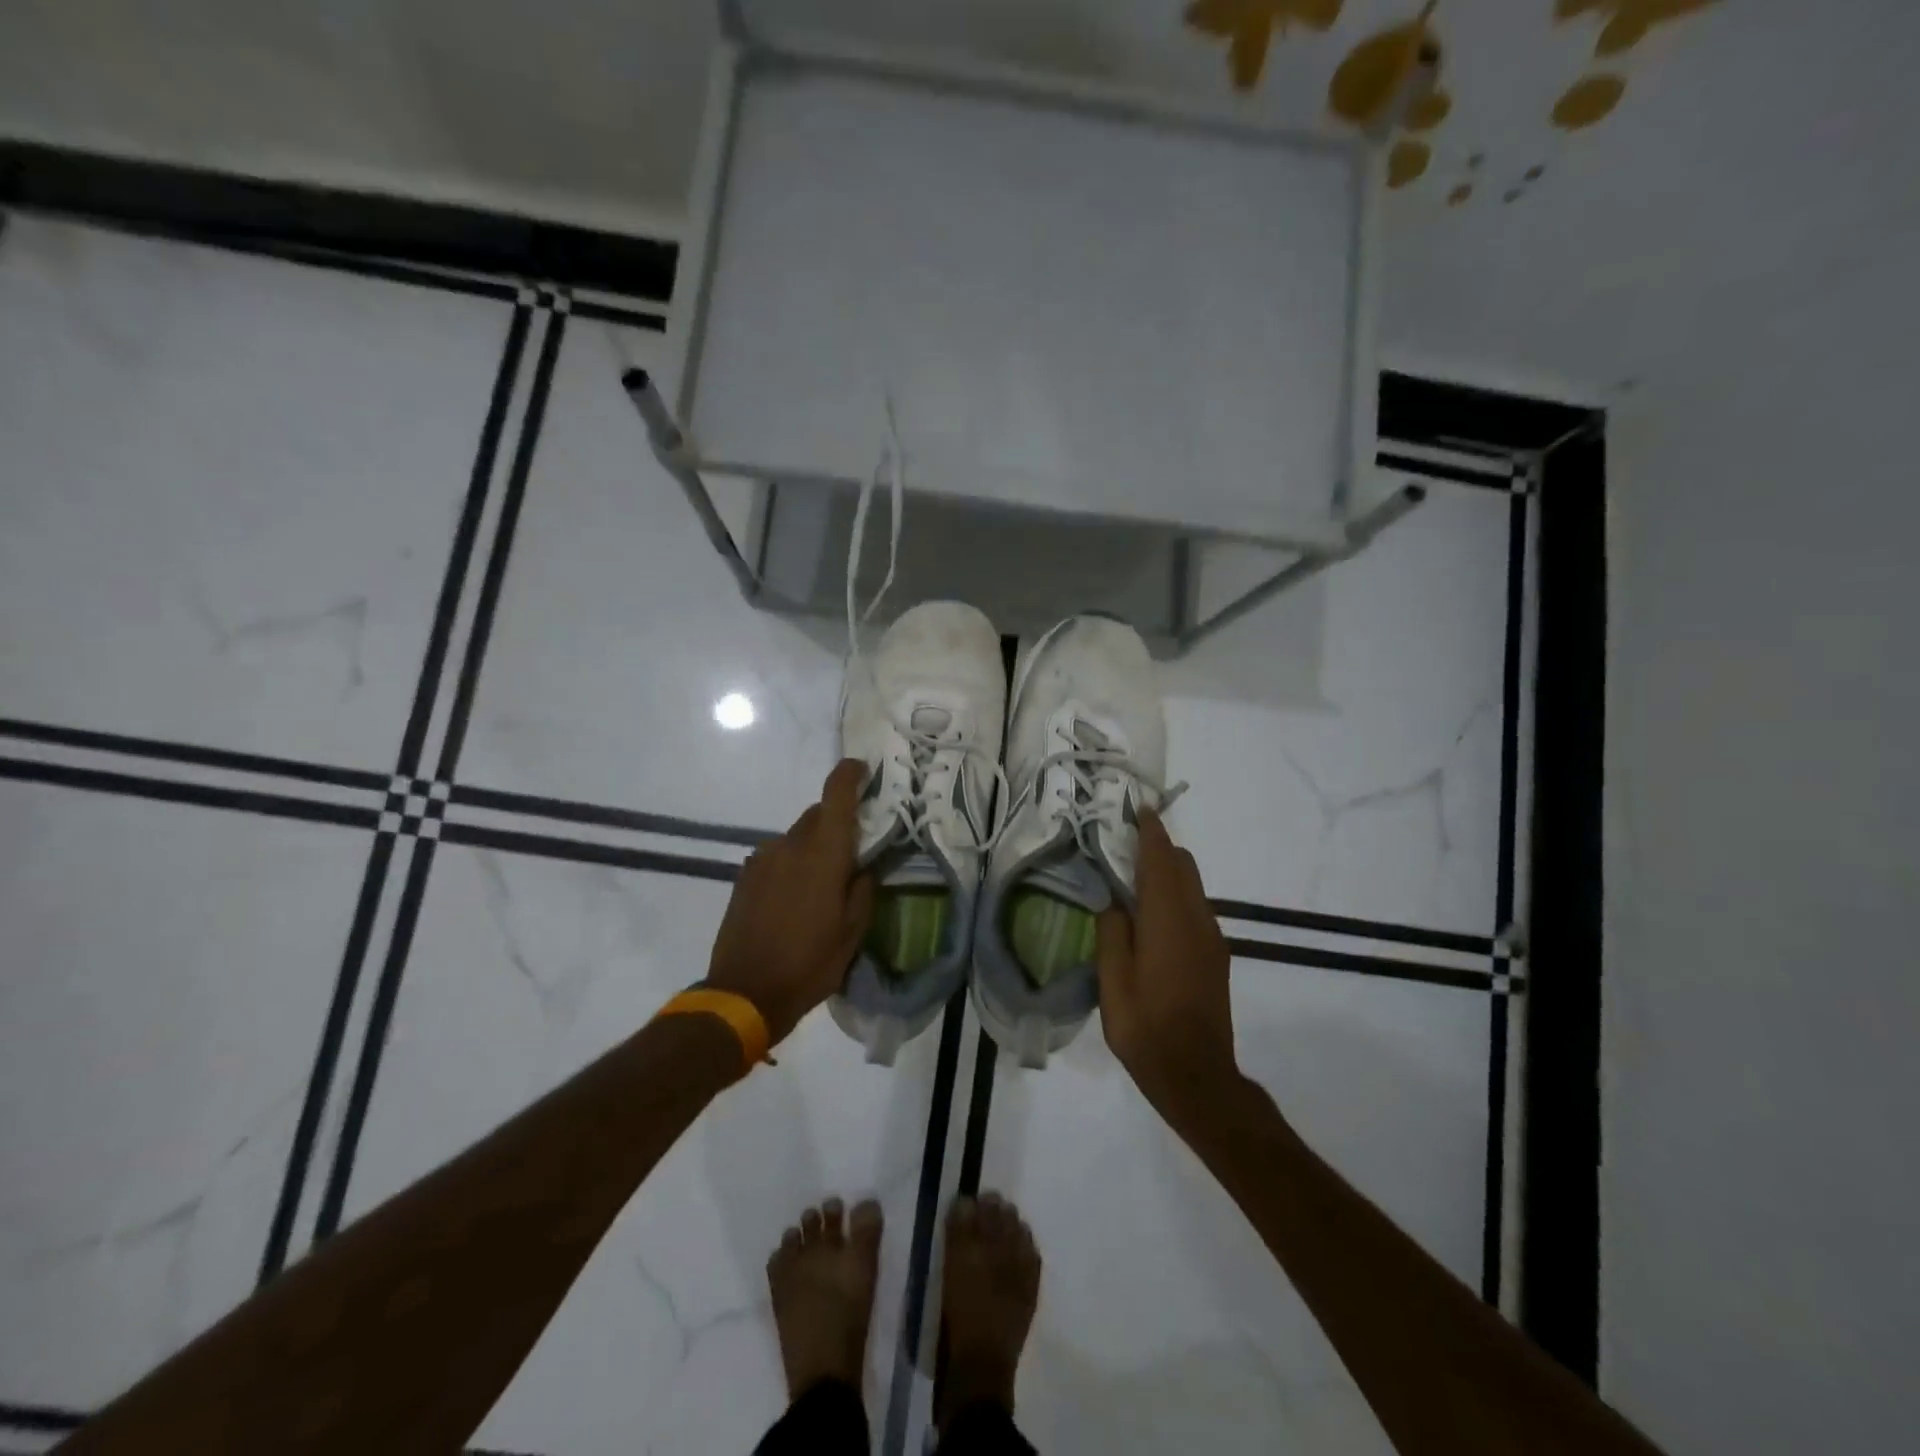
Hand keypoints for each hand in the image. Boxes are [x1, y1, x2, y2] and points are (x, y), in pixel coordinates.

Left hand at [706, 760, 875, 1045]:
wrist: (743, 993)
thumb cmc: (808, 965)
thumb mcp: (852, 934)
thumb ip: (862, 891)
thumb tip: (863, 868)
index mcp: (823, 855)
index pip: (836, 796)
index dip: (850, 774)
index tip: (863, 769)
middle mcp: (790, 846)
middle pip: (817, 815)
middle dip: (837, 822)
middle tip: (853, 850)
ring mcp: (762, 859)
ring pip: (796, 836)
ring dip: (813, 846)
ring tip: (822, 883)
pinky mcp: (745, 875)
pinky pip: (777, 855)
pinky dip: (791, 862)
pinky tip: (795, 896)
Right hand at [1096, 812, 1239, 1127]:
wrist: (1198, 1075)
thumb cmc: (1146, 1027)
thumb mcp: (1113, 982)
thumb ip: (1112, 934)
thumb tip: (1114, 903)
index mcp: (1167, 920)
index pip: (1160, 860)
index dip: (1150, 831)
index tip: (1139, 808)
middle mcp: (1196, 920)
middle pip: (1183, 866)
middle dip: (1159, 847)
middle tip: (1126, 845)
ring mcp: (1211, 938)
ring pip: (1192, 887)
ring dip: (1168, 872)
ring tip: (1135, 880)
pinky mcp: (1216, 956)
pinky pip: (1196, 909)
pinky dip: (1176, 895)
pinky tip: (1153, 917)